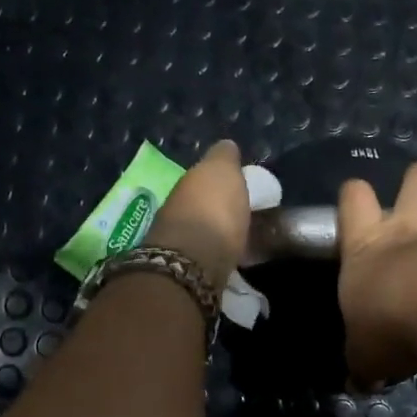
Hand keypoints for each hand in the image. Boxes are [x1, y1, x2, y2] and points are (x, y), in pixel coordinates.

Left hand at [145, 140, 251, 287]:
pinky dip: (218, 254)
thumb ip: (224, 158)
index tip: (239, 186)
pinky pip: (206, 255)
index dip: (220, 180)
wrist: (192, 263)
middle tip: (241, 213)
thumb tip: (226, 147)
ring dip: (216, 232)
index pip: (203, 176)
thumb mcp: (222, 171)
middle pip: (199, 204)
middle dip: (215, 207)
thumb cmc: (212, 210)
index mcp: (186, 183)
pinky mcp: (184, 270)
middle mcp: (175, 208)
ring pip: (201, 230)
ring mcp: (176, 241)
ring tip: (241, 238)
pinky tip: (232, 258)